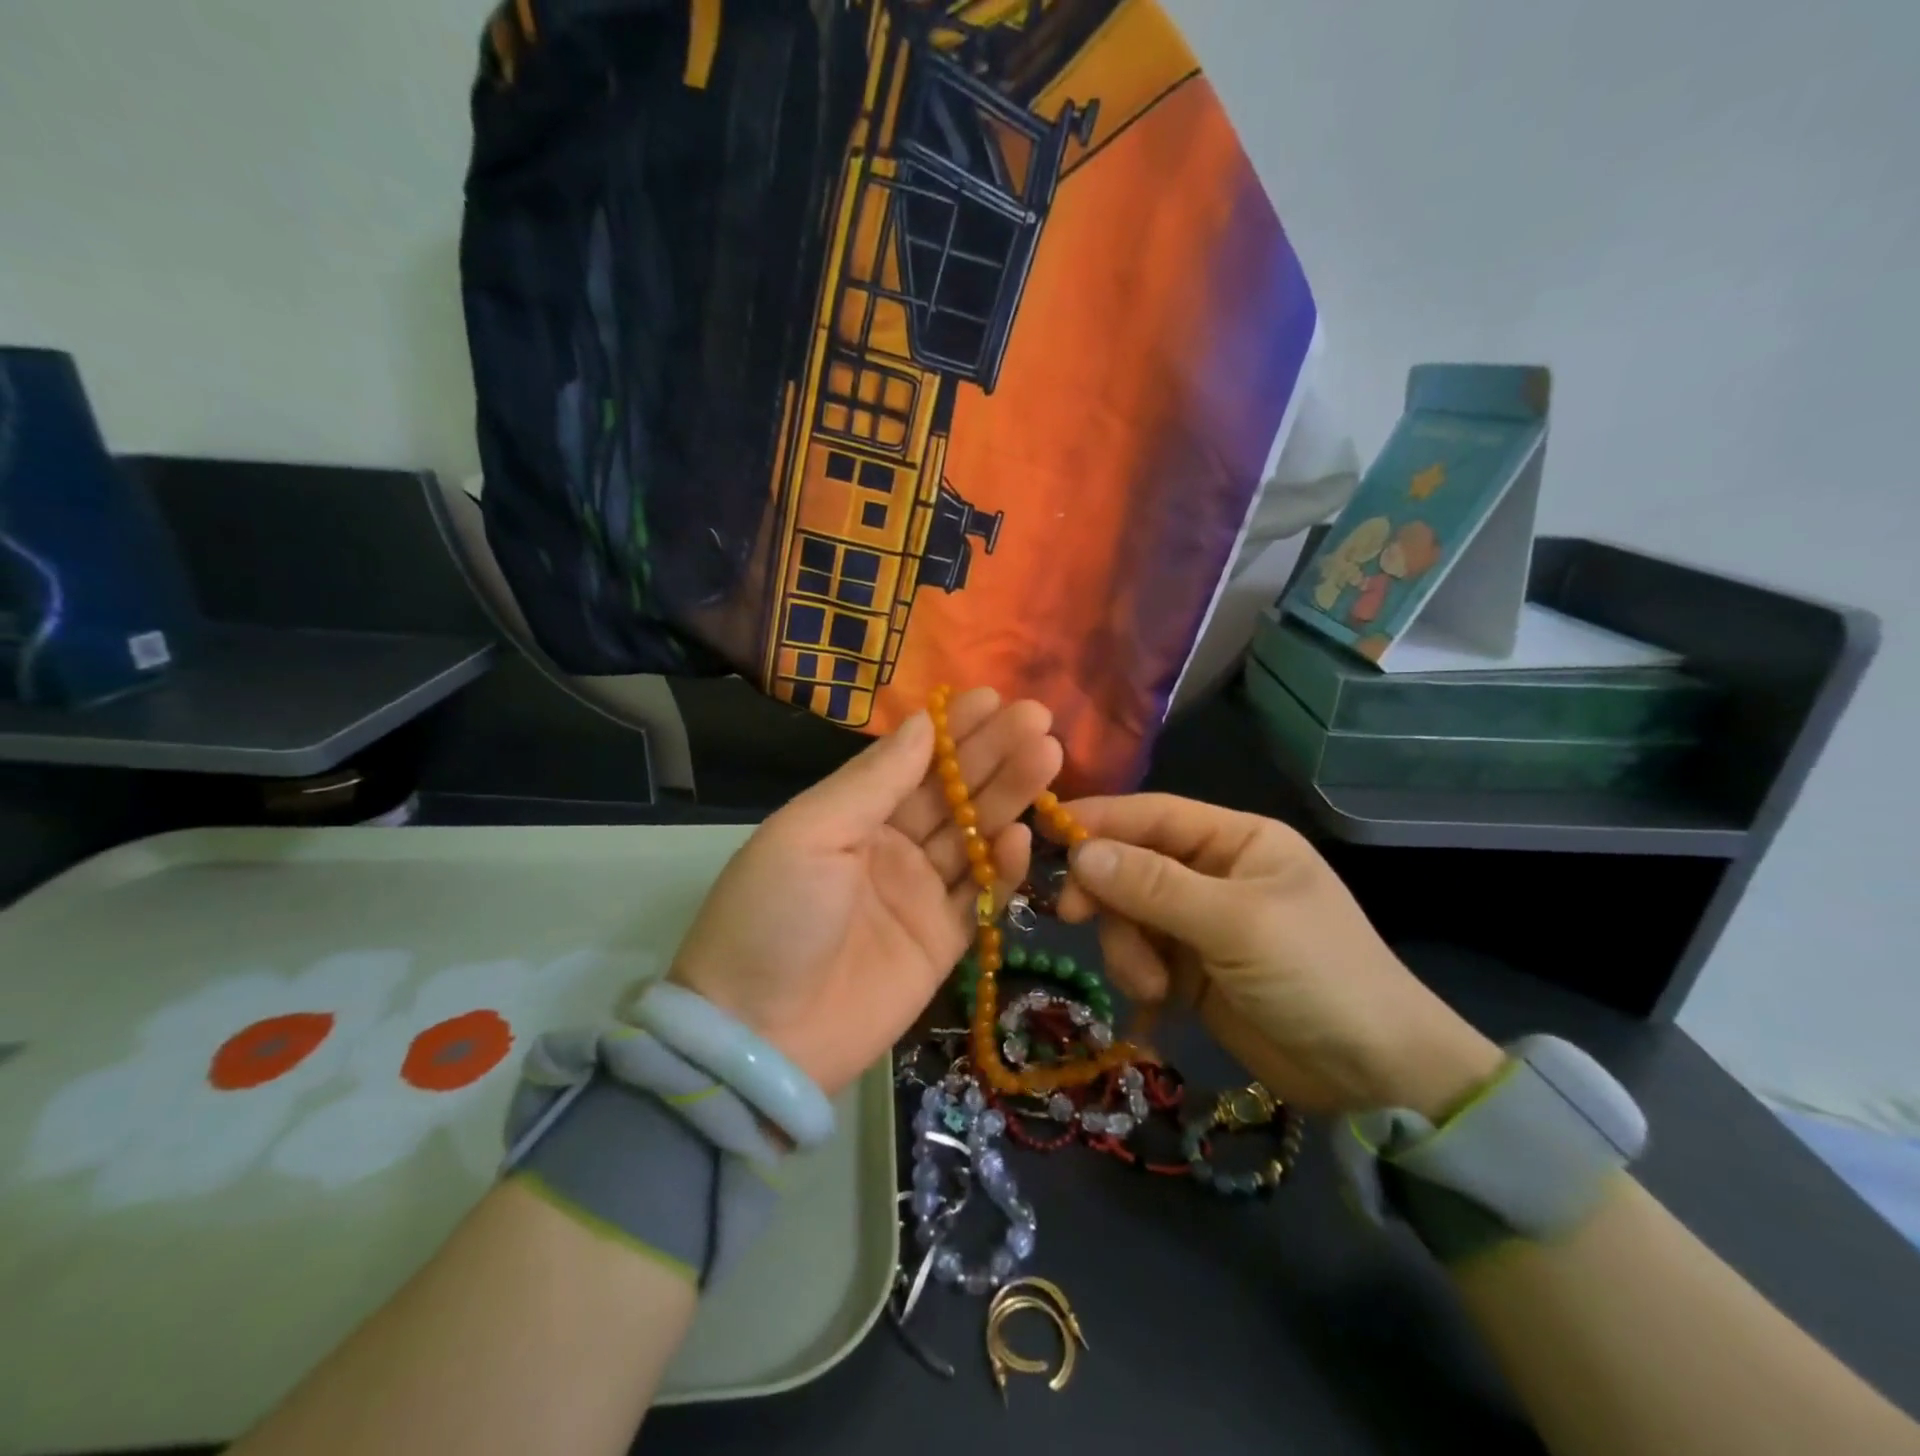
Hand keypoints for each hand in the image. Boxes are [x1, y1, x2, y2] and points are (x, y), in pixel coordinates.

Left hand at [668, 690, 1062, 1097]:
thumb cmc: (773, 917)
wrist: (758, 1038)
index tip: (992, 698)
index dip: (951, 731)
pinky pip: (979, 898)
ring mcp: (917, 896)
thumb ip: (873, 781)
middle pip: (950, 794)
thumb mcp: (810, 834)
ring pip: (973, 838)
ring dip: (1008, 798)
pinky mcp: (941, 943)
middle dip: (992, 755)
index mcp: (850, 817)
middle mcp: (888, 849)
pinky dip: (1004, 869)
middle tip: (1037, 720)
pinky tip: (1023, 836)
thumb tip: (920, 723)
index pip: (910, 762)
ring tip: (1046, 757)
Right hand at [1056, 794, 1501, 1117]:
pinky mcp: (1191, 969)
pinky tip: (1158, 1001)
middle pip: (1132, 865)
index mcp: (1236, 841)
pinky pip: (1141, 955)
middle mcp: (1214, 873)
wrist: (1376, 1077)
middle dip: (1107, 894)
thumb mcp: (1235, 923)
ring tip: (1152, 986)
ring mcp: (1201, 923)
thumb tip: (1080, 853)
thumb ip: (1154, 886)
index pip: (1154, 814)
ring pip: (1129, 914)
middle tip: (1073, 917)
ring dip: (1127, 947)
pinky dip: (1139, 974)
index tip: (1047, 833)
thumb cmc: (1317, 975)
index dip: (1101, 820)